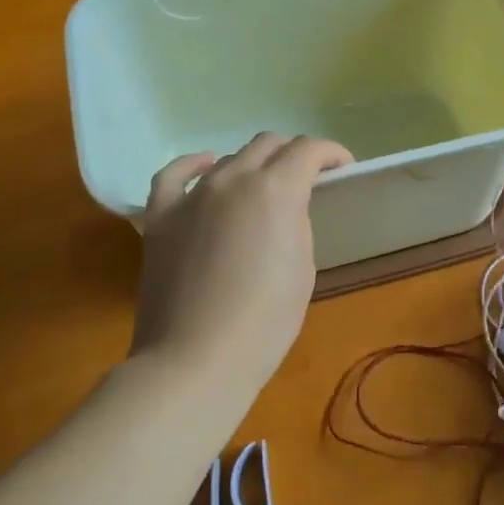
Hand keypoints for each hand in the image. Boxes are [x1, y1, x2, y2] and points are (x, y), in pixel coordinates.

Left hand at [130, 133, 352, 398]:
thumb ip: (296, 224)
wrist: (197, 358)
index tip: (342, 168)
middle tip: (307, 177)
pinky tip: (207, 166)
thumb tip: (285, 210)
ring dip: (253, 165)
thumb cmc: (265, 321)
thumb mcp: (302, 268)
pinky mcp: (161, 217)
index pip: (308, 150)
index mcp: (276, 190)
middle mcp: (233, 179)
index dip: (330, 153)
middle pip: (267, 145)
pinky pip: (175, 175)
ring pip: (228, 159)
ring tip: (263, 188)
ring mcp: (192, 195)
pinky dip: (194, 165)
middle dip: (293, 154)